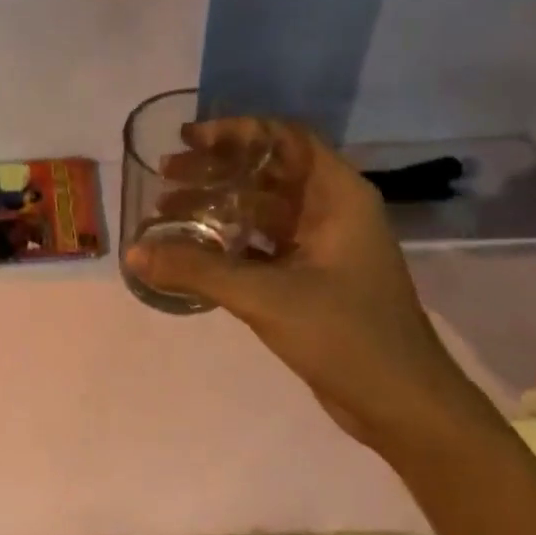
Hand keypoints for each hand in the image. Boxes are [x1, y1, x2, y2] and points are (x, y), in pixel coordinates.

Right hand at [126, 120, 497, 451]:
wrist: (401, 403)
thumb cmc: (345, 335)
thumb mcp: (265, 296)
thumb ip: (197, 270)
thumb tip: (134, 253)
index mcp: (337, 197)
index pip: (286, 139)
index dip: (237, 131)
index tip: (189, 139)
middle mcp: (332, 212)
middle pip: (268, 172)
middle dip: (216, 169)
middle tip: (165, 174)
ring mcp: (322, 247)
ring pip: (261, 210)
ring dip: (217, 206)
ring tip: (166, 212)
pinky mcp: (310, 278)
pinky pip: (261, 245)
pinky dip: (227, 242)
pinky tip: (191, 251)